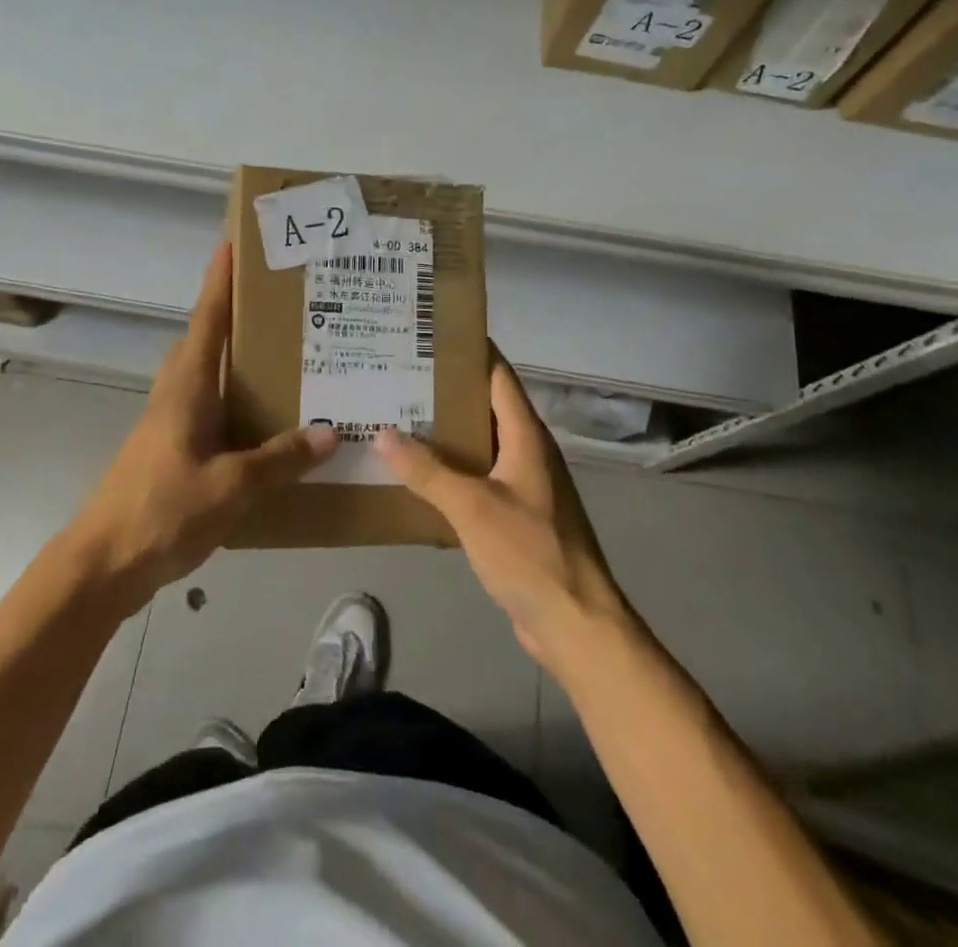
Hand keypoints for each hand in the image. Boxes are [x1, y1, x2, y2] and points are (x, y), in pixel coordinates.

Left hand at [70, 243, 336, 601]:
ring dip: (236, 359)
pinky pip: (210, 409)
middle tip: (279, 305)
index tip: (233, 243)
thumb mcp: (231, 486)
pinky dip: (236, 401)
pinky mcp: (172, 450)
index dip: (219, 281)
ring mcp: (170, 424)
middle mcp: (176, 395)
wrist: (102, 564)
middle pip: (204, 340)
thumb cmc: (162, 510)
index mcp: (186, 387)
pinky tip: (267, 424)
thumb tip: (331, 432)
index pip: (206, 320)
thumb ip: (280, 459)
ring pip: (206, 375)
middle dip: (232, 314)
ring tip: (285, 357)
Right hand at [377, 359, 630, 670]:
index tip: (431, 336)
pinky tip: (418, 475)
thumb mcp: (472, 507)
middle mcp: (527, 452)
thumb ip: (428, 471)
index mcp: (527, 437)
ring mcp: (523, 485)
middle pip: (486, 407)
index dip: (470, 351)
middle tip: (399, 377)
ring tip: (398, 418)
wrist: (575, 622)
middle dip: (446, 392)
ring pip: (480, 445)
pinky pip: (479, 478)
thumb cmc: (530, 552)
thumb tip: (383, 433)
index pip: (499, 376)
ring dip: (446, 433)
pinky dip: (451, 470)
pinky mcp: (516, 515)